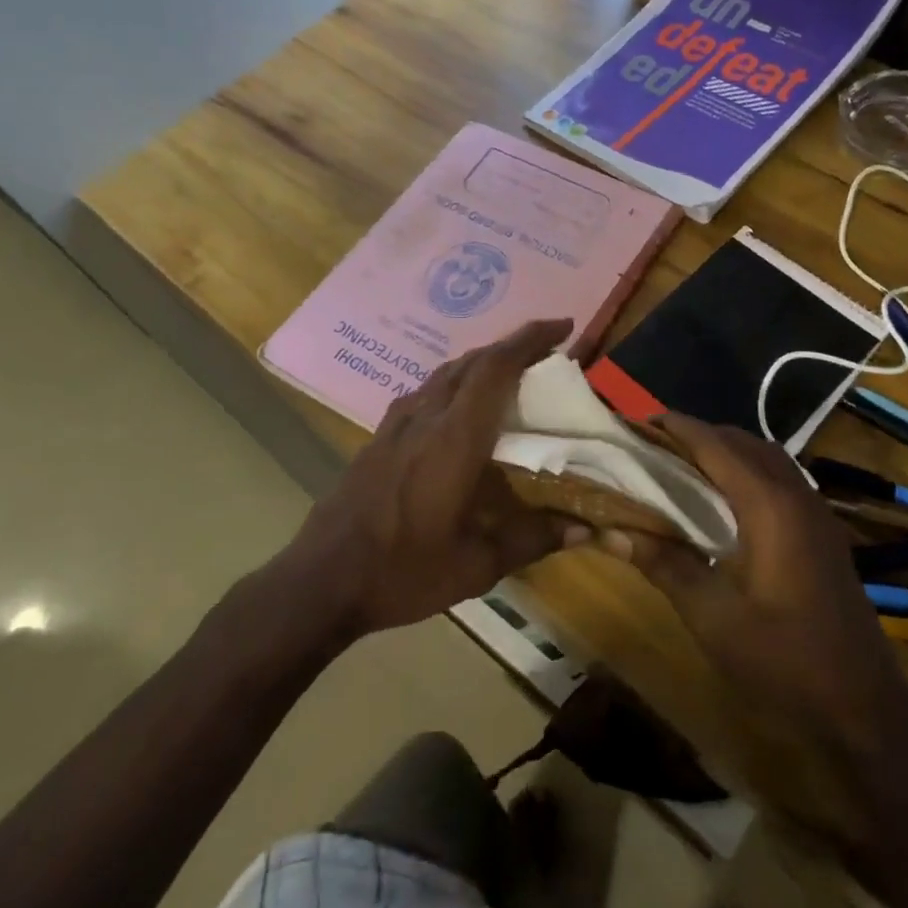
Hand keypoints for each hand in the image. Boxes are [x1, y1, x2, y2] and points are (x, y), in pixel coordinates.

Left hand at [280, 319, 590, 636]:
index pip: (495, 369)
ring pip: (445, 373)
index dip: (529, 340)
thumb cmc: (403, 572)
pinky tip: (459, 408)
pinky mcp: (379, 438)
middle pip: (472, 362)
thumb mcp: (476, 566)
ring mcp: (396, 425)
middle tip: (547, 352)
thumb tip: (586, 528)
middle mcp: (425, 418)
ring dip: (481, 362)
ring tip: (511, 374)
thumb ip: (532, 540)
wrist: (322, 580)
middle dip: (512, 346)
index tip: (562, 327)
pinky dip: (454, 383)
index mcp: (454, 439)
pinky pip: (424, 391)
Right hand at [611, 416, 907, 831]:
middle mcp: (796, 496)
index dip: (676, 428)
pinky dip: (747, 472)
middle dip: (698, 436)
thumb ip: (663, 564)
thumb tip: (609, 532)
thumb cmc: (783, 660)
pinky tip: (725, 502)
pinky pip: (781, 480)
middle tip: (653, 447)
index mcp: (769, 506)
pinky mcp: (823, 534)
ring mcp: (817, 514)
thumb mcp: (712, 616)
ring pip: (766, 459)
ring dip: (726, 452)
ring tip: (683, 466)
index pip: (716, 446)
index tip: (637, 423)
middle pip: (743, 443)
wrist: (863, 708)